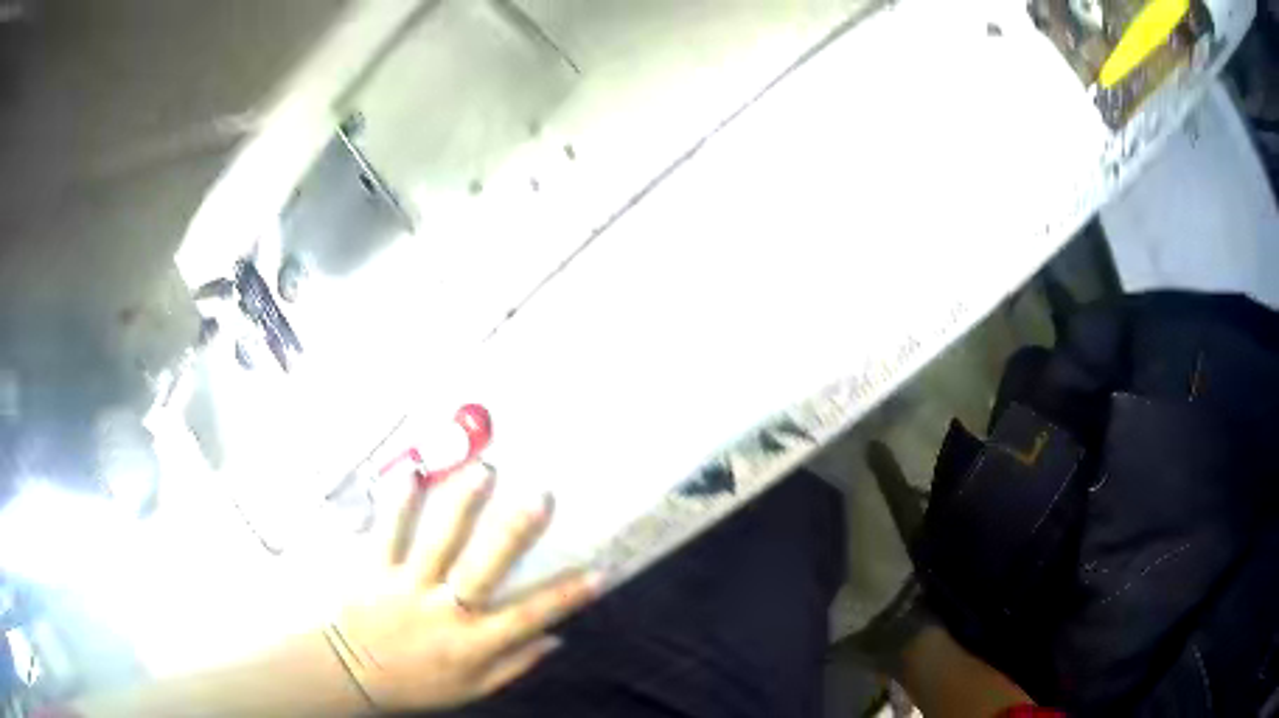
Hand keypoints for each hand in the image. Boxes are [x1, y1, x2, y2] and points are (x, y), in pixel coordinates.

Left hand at [327, 462, 601, 712]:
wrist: (348, 673)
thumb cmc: (415, 684)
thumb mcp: (471, 688)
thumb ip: (513, 664)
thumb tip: (556, 640)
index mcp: (471, 644)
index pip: (528, 618)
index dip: (566, 596)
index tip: (599, 572)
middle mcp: (443, 612)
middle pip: (483, 569)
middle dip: (514, 532)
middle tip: (540, 496)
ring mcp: (405, 587)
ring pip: (436, 540)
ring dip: (461, 504)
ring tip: (483, 471)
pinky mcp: (373, 569)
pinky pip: (387, 530)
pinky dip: (399, 501)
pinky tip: (412, 471)